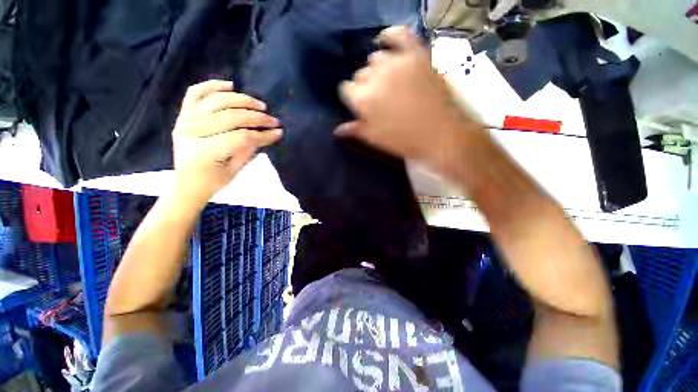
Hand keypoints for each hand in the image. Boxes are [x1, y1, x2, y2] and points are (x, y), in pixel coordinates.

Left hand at [172, 80, 281, 200]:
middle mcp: (192, 131)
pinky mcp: (183, 114)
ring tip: (260, 105)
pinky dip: (212, 86)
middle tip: (273, 120)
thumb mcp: (236, 169)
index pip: (242, 137)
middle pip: (231, 117)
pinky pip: (195, 93)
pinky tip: (230, 85)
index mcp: (206, 151)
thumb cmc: (213, 180)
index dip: (263, 134)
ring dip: (242, 100)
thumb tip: (270, 133)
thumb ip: (252, 149)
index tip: (278, 133)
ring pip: (217, 101)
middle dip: (257, 118)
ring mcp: (185, 120)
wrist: (187, 182)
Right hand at [336, 26, 479, 163]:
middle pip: (360, 75)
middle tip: (376, 99)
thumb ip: (354, 130)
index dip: (351, 98)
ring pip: (375, 58)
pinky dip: (390, 36)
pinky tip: (384, 41)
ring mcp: (396, 62)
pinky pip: (399, 35)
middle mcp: (374, 76)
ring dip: (376, 70)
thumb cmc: (402, 140)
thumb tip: (337, 130)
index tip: (357, 105)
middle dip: (364, 86)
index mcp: (362, 99)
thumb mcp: (374, 139)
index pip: (345, 89)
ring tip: (386, 82)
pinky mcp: (416, 55)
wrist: (438, 134)